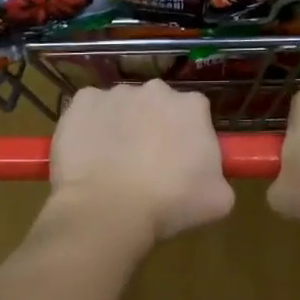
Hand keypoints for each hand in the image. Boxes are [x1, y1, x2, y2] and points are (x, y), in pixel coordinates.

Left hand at [48, 81, 233, 244]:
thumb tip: (210, 178)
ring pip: (122, 108)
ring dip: (122, 128)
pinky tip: (89, 156)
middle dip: (154, 128)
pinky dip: (89, 128)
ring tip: (114, 165)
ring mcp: (114, 94)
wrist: (108, 210)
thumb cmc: (169, 204)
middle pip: (158, 106)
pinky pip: (89, 112)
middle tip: (147, 165)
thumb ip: (219, 177)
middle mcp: (155, 90)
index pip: (195, 114)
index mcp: (192, 106)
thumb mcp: (218, 199)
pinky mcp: (80, 103)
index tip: (181, 163)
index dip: (188, 138)